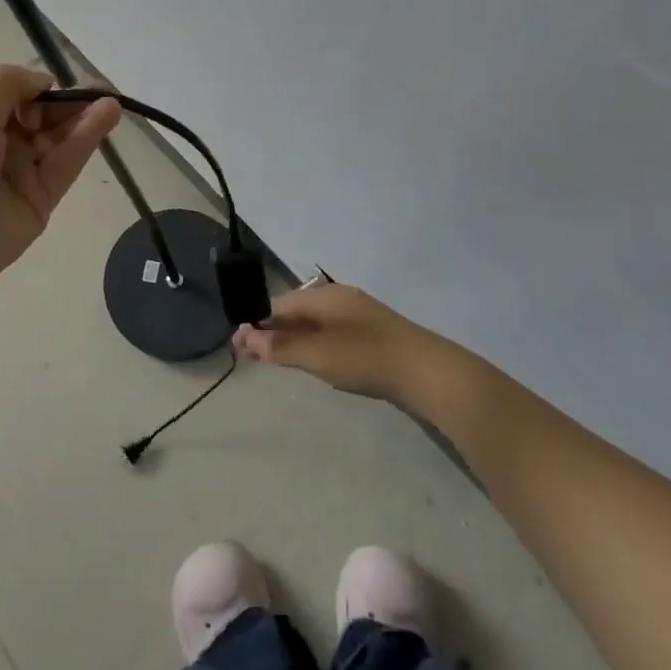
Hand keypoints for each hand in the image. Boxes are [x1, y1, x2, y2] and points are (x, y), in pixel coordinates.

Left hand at [0, 65, 121, 298]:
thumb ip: (10, 84)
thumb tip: (45, 81)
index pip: (16, 93)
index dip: (40, 86)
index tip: (64, 81)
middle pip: (43, 114)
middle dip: (71, 100)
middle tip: (105, 89)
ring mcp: (21, 172)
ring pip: (59, 138)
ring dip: (85, 116)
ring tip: (113, 100)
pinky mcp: (42, 199)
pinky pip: (66, 163)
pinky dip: (86, 139)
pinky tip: (106, 116)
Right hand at [232, 281, 434, 403]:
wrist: (429, 373)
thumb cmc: (367, 359)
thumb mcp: (318, 355)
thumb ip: (280, 347)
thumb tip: (243, 336)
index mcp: (324, 296)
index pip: (279, 304)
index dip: (258, 323)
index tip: (241, 347)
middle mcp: (339, 298)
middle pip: (297, 311)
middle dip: (276, 332)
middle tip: (259, 358)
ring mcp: (359, 314)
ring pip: (316, 323)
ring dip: (297, 340)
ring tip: (285, 363)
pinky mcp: (374, 333)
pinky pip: (334, 333)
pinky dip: (319, 345)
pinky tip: (322, 364)